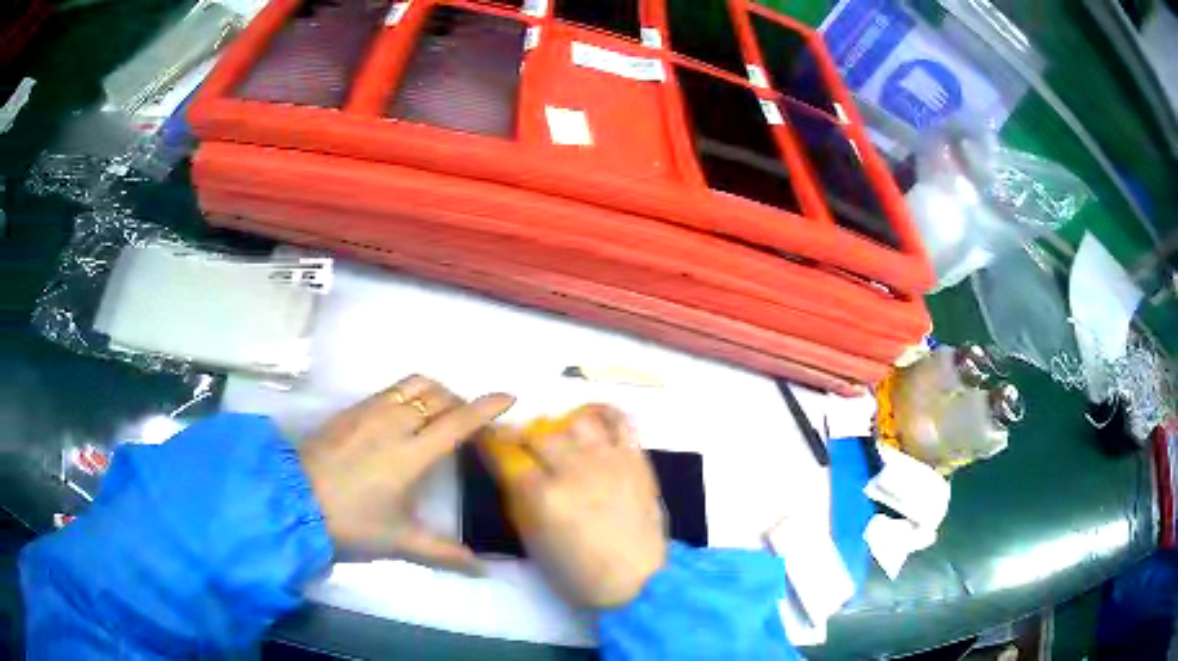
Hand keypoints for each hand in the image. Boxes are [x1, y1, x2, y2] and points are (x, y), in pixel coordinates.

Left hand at [301, 375, 513, 572]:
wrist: (292, 502)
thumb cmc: (351, 523)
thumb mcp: (399, 542)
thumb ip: (443, 553)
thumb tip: (483, 569)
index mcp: (411, 455)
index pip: (457, 422)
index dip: (486, 408)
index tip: (508, 397)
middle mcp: (393, 423)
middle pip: (439, 396)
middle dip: (462, 402)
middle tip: (470, 423)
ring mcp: (369, 411)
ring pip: (414, 385)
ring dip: (436, 393)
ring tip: (439, 413)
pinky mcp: (350, 409)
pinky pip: (390, 390)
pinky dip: (409, 394)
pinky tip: (403, 416)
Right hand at [504, 406, 667, 608]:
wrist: (638, 580)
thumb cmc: (579, 572)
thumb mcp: (533, 543)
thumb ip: (519, 501)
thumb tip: (510, 471)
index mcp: (542, 496)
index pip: (505, 454)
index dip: (490, 442)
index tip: (486, 439)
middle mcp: (573, 470)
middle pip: (537, 433)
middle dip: (522, 437)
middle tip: (522, 448)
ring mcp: (608, 461)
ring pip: (575, 421)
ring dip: (560, 429)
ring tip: (560, 442)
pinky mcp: (635, 459)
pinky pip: (620, 420)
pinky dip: (603, 414)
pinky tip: (592, 422)